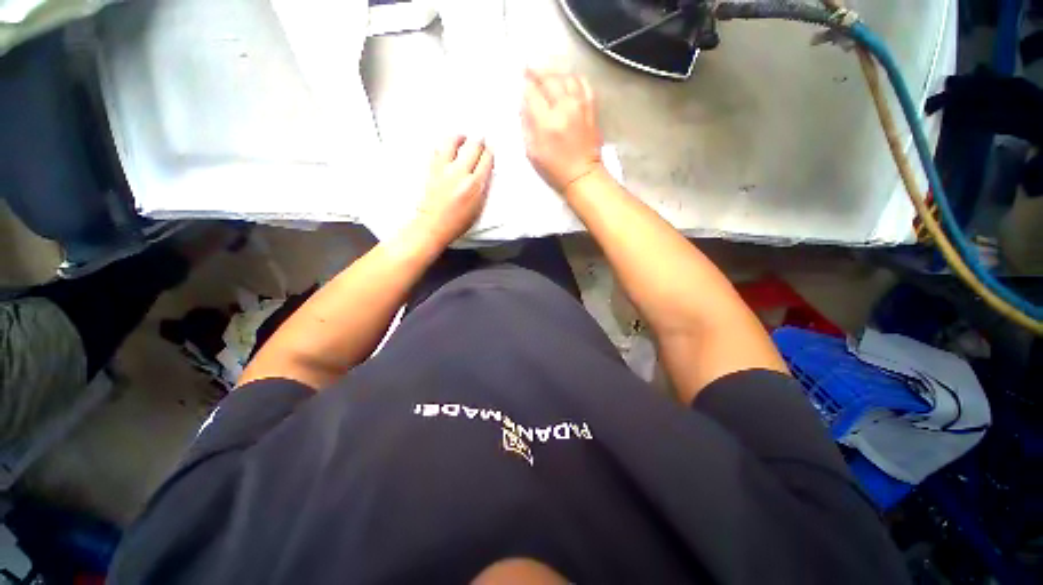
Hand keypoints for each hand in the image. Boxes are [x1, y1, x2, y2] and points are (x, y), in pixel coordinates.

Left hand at [415, 136, 493, 244]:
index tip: (491, 149)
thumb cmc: (457, 222)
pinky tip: (446, 148)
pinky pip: (436, 149)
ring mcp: (443, 168)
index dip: (490, 151)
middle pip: (473, 147)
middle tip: (481, 139)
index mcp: (474, 185)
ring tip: (463, 137)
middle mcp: (459, 173)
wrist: (433, 225)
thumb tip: (485, 172)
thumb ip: (483, 187)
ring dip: (460, 137)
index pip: (486, 159)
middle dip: (479, 141)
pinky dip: (443, 146)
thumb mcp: (478, 207)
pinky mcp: (431, 168)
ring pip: (452, 141)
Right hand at [522, 68, 603, 193]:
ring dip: (554, 71)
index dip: (525, 85)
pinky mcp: (591, 107)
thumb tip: (524, 105)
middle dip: (536, 70)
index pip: (532, 93)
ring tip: (546, 71)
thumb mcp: (532, 152)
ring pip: (566, 75)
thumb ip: (527, 125)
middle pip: (549, 78)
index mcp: (546, 122)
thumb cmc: (554, 168)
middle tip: (529, 67)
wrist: (582, 175)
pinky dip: (572, 77)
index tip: (521, 82)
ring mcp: (580, 105)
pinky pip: (582, 82)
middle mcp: (564, 108)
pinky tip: (566, 78)